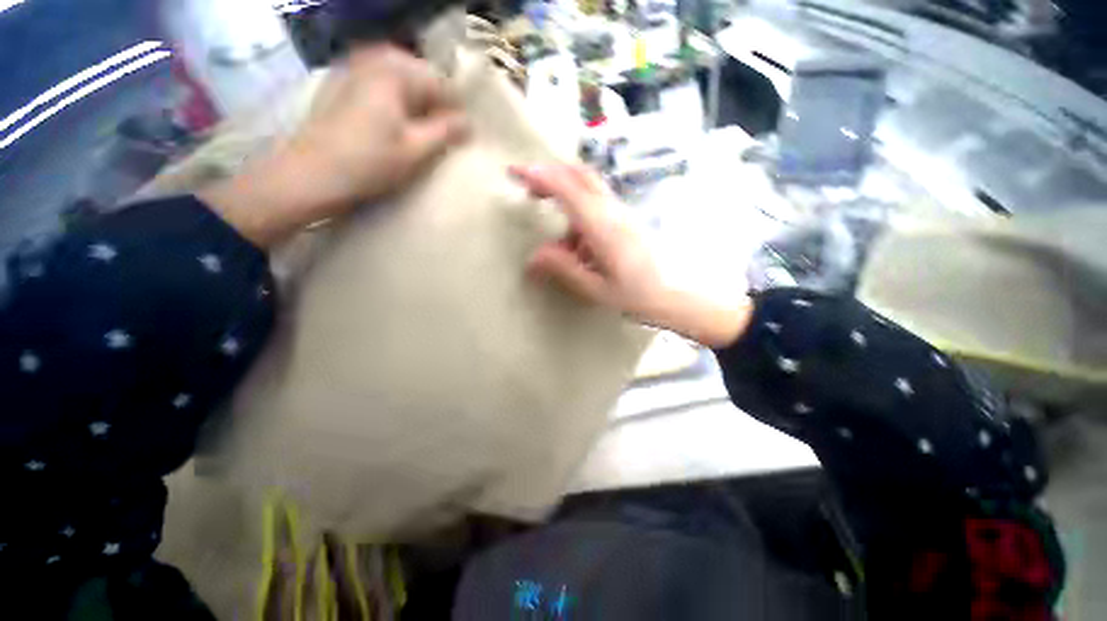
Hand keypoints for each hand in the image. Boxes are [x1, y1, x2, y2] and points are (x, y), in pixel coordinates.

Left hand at [203, 45, 468, 247]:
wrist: (311, 174)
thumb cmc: (369, 163)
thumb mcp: (415, 150)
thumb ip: (446, 132)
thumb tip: (469, 123)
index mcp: (394, 73)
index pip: (439, 82)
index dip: (455, 107)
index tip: (464, 132)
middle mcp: (373, 61)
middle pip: (418, 74)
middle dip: (435, 100)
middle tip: (445, 129)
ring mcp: (353, 71)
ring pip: (398, 78)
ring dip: (415, 100)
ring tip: (423, 127)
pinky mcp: (341, 86)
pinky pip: (379, 83)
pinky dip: (394, 98)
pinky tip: (396, 121)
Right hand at [511, 164, 749, 347]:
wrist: (675, 293)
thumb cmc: (636, 294)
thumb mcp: (595, 288)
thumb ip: (563, 268)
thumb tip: (533, 258)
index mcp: (602, 226)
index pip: (567, 189)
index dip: (540, 176)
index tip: (516, 171)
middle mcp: (612, 210)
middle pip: (579, 175)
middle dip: (550, 174)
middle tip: (528, 188)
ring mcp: (621, 211)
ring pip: (588, 187)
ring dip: (564, 194)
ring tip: (552, 226)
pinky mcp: (625, 218)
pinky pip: (596, 202)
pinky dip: (577, 210)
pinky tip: (577, 241)